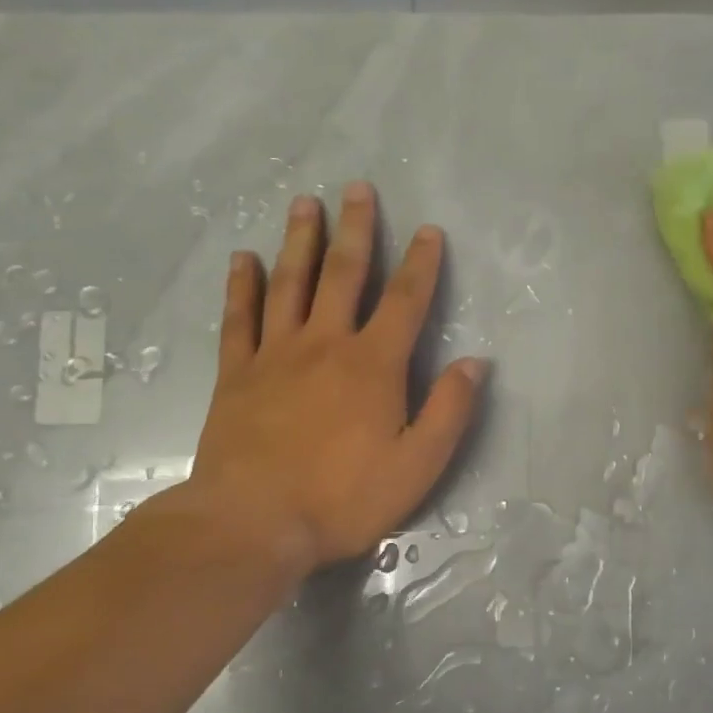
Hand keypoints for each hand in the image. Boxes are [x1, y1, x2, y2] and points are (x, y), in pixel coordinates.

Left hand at [150, 182, 487, 579]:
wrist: (252, 524)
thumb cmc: (343, 498)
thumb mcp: (418, 464)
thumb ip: (450, 410)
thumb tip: (476, 363)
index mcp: (373, 365)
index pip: (406, 301)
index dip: (421, 263)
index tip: (429, 230)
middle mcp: (325, 344)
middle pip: (343, 275)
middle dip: (356, 230)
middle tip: (357, 188)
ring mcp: (275, 355)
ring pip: (290, 283)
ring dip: (299, 241)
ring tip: (304, 203)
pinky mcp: (236, 374)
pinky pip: (239, 318)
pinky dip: (241, 286)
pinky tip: (243, 258)